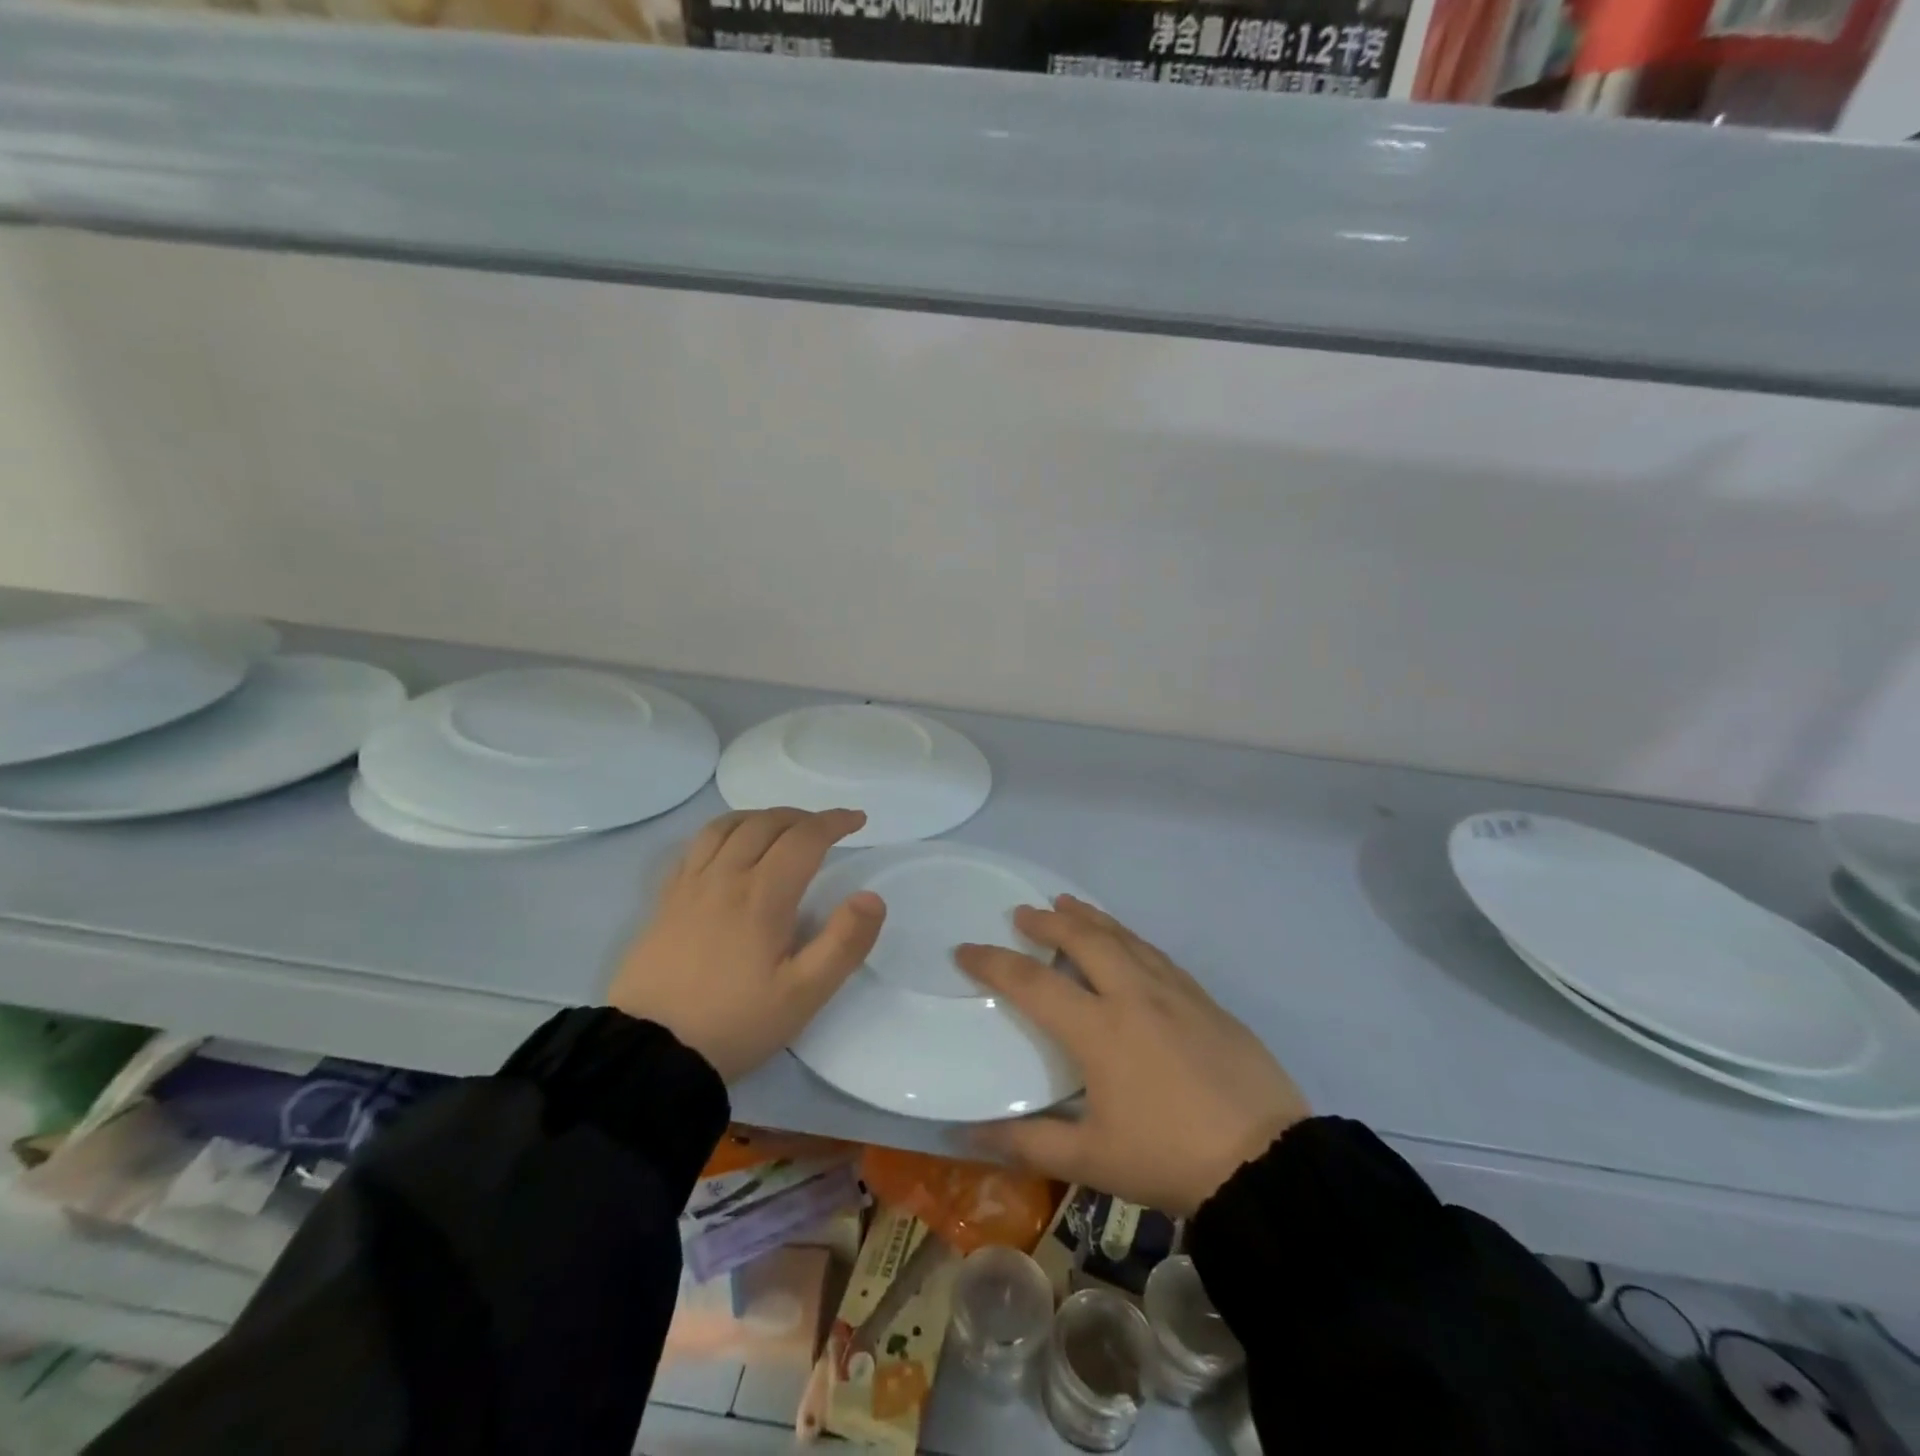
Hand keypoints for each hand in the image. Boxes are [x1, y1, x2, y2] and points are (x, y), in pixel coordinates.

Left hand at [608, 808, 884, 1082]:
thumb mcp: (803, 995)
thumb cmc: (735, 1023)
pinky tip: (729, 846)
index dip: (835, 822)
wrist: (649, 1052)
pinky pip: (696, 845)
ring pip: (728, 826)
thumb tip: (871, 897)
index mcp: (763, 896)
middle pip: (767, 823)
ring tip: (781, 827)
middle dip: (803, 817)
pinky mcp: (665, 899)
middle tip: (826, 828)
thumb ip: (843, 943)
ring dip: (762, 817)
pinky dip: (724, 830)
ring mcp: (690, 885)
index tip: (857, 820)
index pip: (805, 838)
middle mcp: (726, 877)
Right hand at [956, 896, 1308, 1215]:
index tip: (966, 949)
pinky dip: (1129, 937)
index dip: (993, 962)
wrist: (1267, 1161)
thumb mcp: (1092, 1160)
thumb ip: (1029, 1143)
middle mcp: (1133, 995)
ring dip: (1090, 918)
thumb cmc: (1170, 1158)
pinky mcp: (1204, 999)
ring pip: (1124, 937)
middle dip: (1047, 922)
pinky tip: (1127, 942)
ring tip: (1069, 904)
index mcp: (1099, 1029)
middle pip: (1083, 939)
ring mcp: (1174, 992)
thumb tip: (970, 1132)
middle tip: (1023, 913)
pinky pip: (1155, 953)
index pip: (1032, 983)